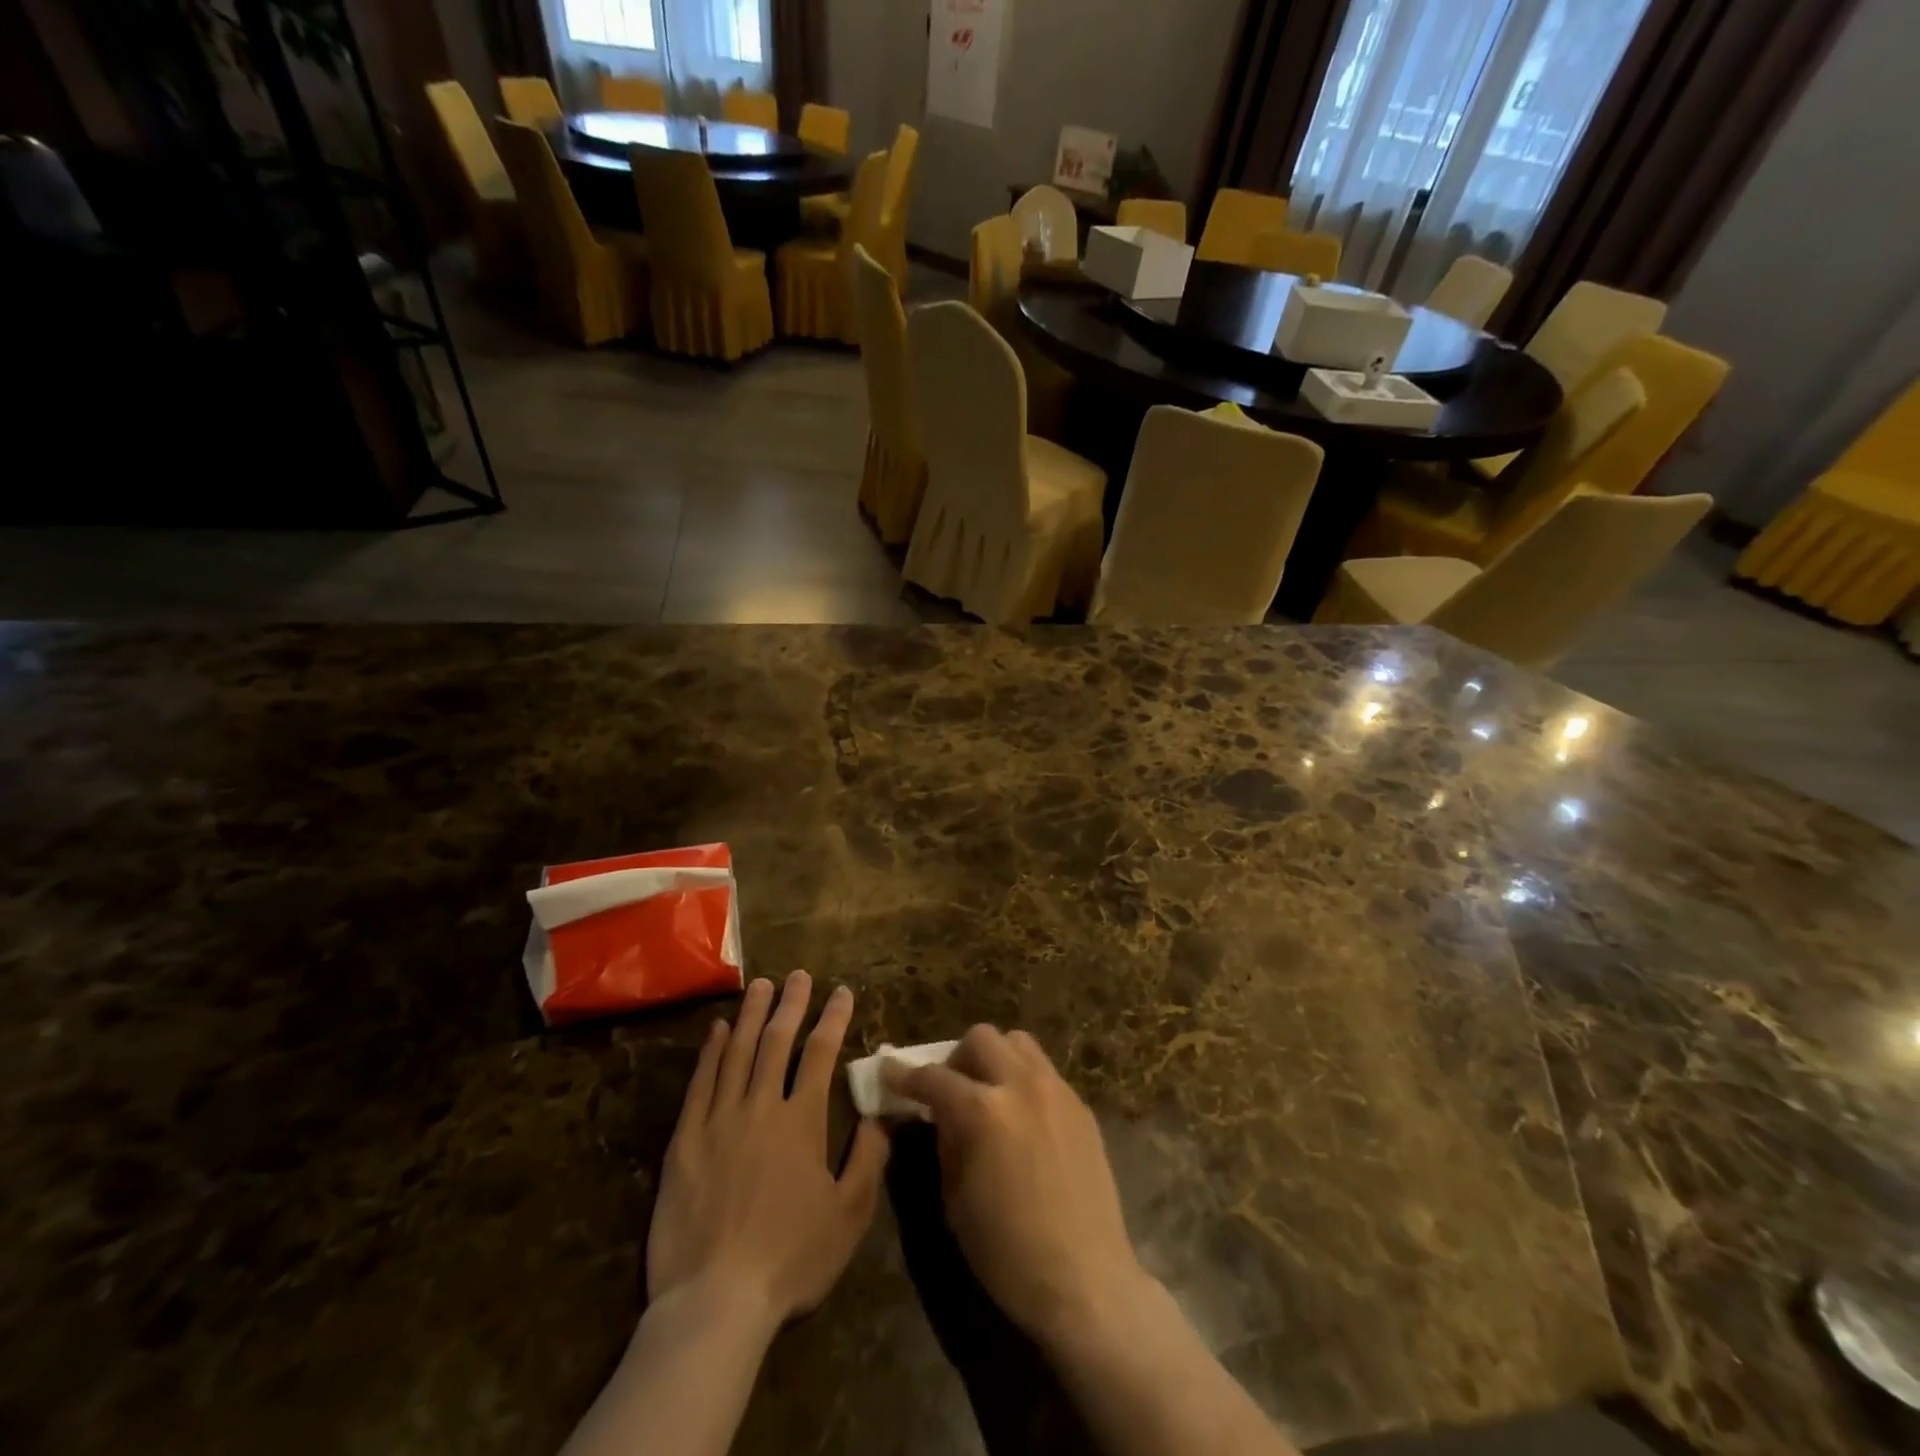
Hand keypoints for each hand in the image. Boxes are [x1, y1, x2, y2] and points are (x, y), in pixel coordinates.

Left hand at [647, 972, 888, 1329]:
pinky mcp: (684, 1140)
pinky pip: (700, 1083)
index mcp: (802, 1121)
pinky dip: (711, 1052)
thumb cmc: (790, 1259)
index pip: (821, 1054)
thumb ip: (868, 1160)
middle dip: (791, 1004)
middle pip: (777, 1041)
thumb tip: (879, 1115)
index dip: (833, 1018)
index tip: (841, 991)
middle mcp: (761, 1107)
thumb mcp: (848, 1217)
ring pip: (737, 1052)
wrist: (715, 1300)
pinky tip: (718, 1030)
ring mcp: (718, 1119)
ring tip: (760, 985)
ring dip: (751, 1015)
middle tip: (798, 975)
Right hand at [886, 1026, 1148, 1347]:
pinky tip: (1022, 1118)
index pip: (934, 1077)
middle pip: (981, 1038)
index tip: (888, 1073)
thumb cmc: (1008, 1253)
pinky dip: (1023, 1080)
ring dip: (995, 1058)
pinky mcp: (1081, 1106)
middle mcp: (1021, 1085)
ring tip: (989, 1093)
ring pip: (1018, 1042)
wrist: (1086, 1281)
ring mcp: (1057, 1091)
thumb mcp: (955, 1201)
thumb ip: (945, 1143)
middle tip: (950, 1089)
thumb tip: (938, 1115)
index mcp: (984, 1111)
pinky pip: (1045, 1072)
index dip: (904, 1075)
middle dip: (956, 1058)